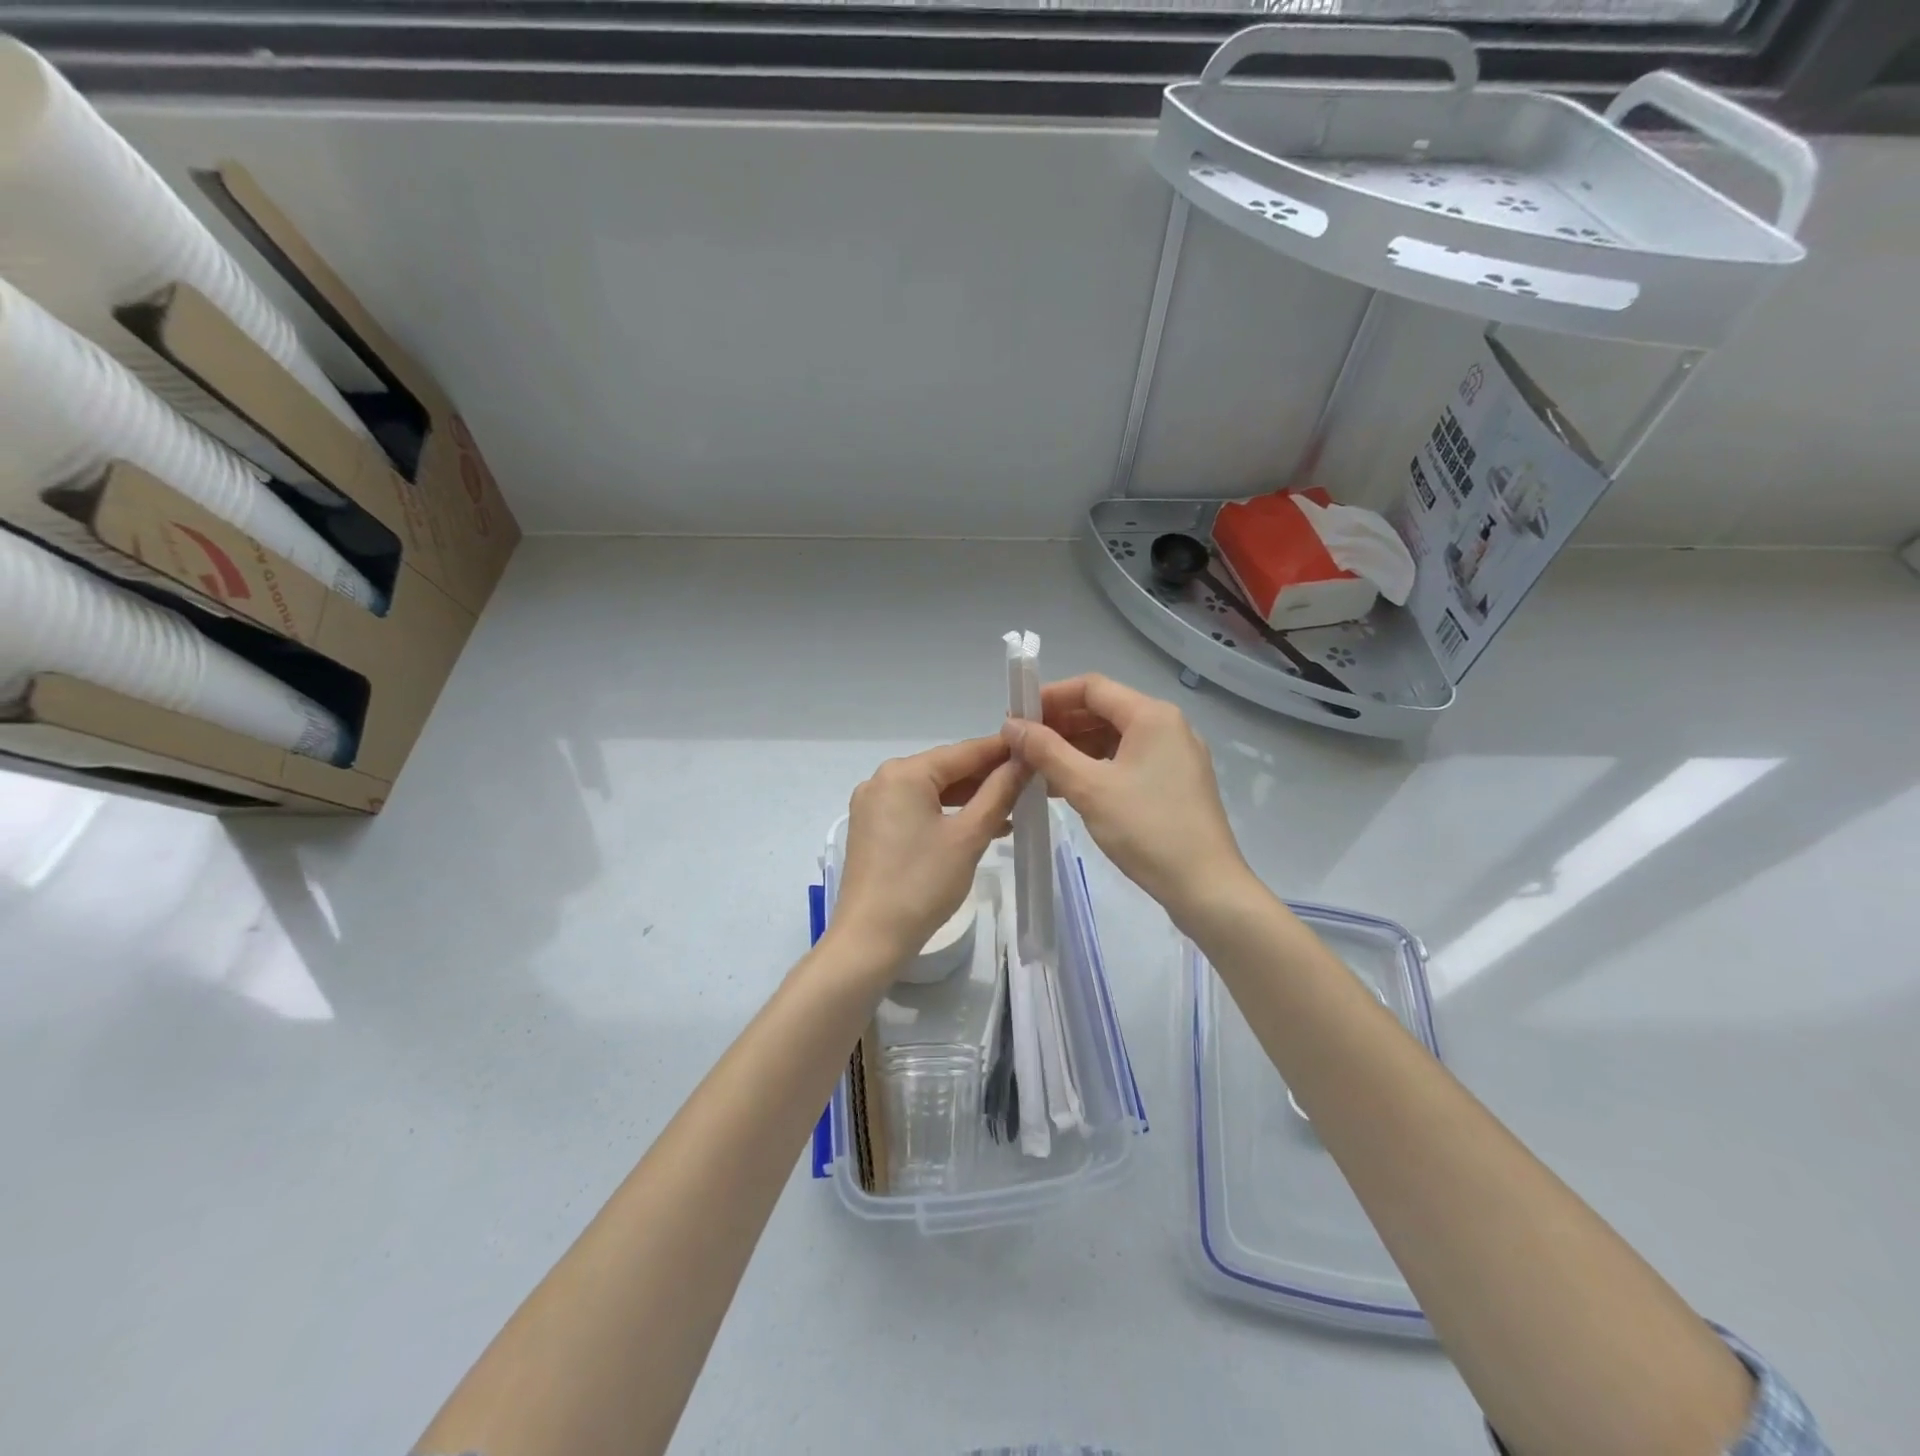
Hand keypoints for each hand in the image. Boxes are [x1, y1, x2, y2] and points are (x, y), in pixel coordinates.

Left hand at [831, 736, 1028, 971]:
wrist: (871, 937)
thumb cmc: (923, 883)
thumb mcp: (969, 836)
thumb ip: (999, 792)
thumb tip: (1023, 761)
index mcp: (904, 773)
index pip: (963, 751)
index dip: (1001, 750)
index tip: (1035, 748)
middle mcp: (882, 779)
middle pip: (945, 769)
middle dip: (986, 777)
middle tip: (1028, 782)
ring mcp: (872, 804)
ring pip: (931, 791)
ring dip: (968, 799)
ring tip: (1010, 810)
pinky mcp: (870, 828)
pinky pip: (915, 809)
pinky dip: (945, 814)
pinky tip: (974, 827)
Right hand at [1003, 674, 1252, 918]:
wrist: (1206, 887)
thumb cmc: (1146, 830)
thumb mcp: (1089, 788)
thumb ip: (1047, 751)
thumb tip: (1011, 725)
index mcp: (1152, 716)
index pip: (1092, 687)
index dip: (1050, 697)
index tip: (1017, 717)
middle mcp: (1168, 726)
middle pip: (1104, 710)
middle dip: (1060, 725)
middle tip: (1022, 746)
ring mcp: (1175, 755)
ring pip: (1115, 738)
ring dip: (1075, 748)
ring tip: (1037, 769)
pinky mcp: (1176, 782)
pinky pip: (1128, 760)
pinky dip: (1096, 767)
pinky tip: (1068, 787)